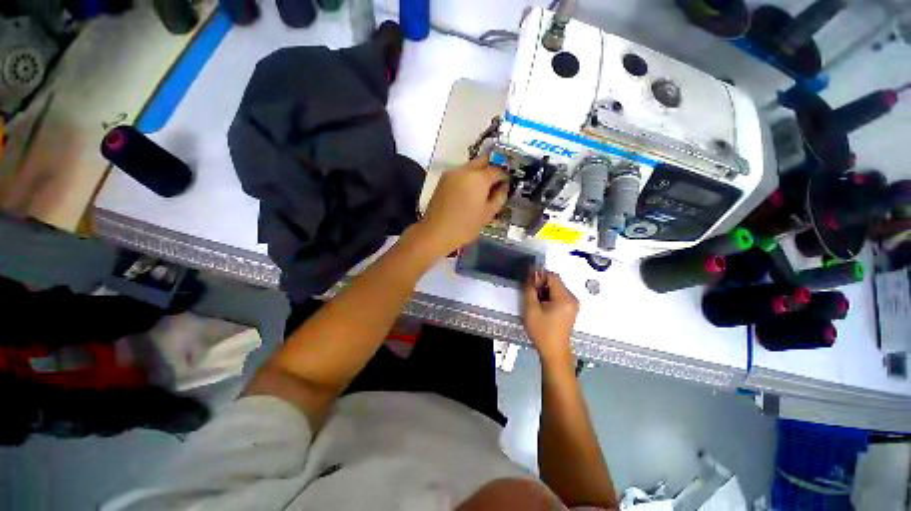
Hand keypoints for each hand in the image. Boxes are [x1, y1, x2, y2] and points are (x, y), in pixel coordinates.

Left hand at [418, 156, 508, 256]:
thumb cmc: (465, 226)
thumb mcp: (488, 214)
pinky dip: (469, 178)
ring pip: (471, 166)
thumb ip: (500, 196)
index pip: (497, 169)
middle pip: (483, 161)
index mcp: (478, 177)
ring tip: (483, 190)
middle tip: (497, 183)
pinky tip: (470, 192)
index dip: (505, 176)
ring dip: (480, 173)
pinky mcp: (443, 179)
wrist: (436, 232)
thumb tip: (504, 186)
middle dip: (493, 168)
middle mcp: (465, 169)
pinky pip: (461, 173)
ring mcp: (452, 173)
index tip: (508, 184)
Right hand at [522, 269, 579, 364]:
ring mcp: (573, 303)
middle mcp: (572, 298)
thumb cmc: (542, 331)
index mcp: (565, 298)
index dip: (539, 276)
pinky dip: (549, 296)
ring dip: (545, 290)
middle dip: (542, 284)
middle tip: (531, 295)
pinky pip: (559, 295)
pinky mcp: (571, 308)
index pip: (552, 276)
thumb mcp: (531, 309)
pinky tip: (543, 306)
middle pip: (555, 281)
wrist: (554, 351)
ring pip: (556, 288)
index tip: (529, 283)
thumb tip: (532, 274)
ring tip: (536, 302)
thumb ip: (530, 289)